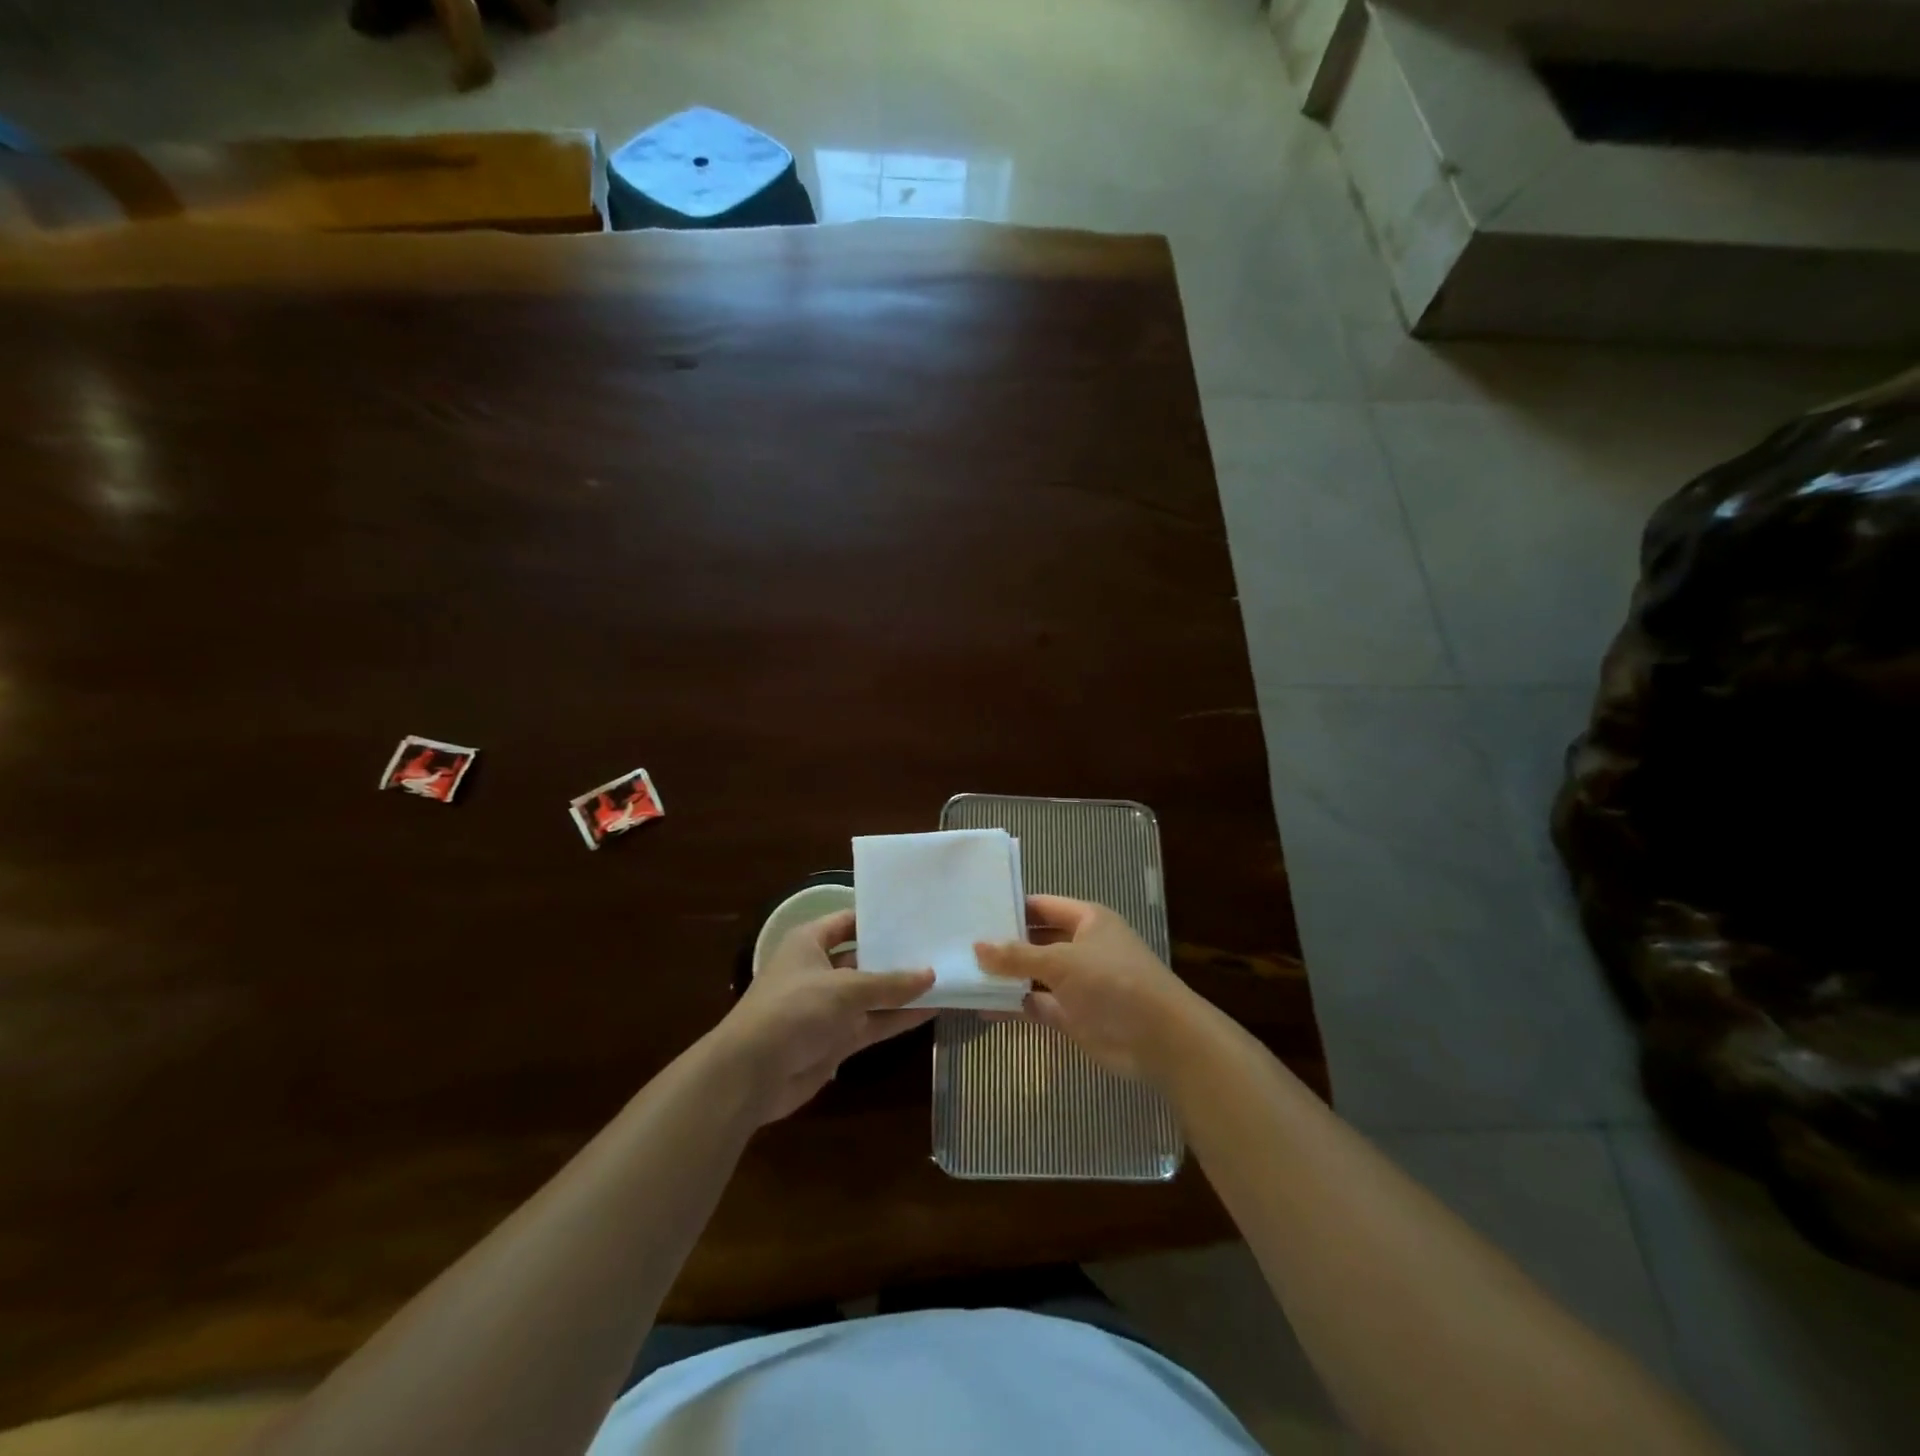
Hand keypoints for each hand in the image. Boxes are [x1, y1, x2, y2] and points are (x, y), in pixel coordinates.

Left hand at [715, 910, 934, 1122]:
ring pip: (872, 993)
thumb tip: (930, 974)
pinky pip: (873, 1022)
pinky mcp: (836, 1039)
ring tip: (944, 977)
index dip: (878, 918)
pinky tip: (931, 1010)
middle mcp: (819, 970)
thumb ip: (889, 983)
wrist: (752, 1073)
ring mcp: (828, 1007)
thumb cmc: (794, 1010)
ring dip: (901, 990)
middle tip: (938, 945)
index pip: (848, 921)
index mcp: (809, 943)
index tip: (915, 915)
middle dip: (896, 955)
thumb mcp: (844, 989)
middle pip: (863, 958)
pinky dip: (897, 1018)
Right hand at [974, 895, 1199, 1080]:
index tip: (975, 910)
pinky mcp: (1073, 1016)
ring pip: (1034, 974)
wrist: (1159, 1039)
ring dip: (1006, 976)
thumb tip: (977, 946)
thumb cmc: (1112, 982)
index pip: (1043, 906)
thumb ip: (1017, 955)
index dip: (1012, 907)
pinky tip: (981, 1005)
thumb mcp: (1061, 961)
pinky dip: (1014, 1005)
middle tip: (960, 942)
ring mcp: (1078, 983)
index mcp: (1088, 920)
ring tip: (963, 972)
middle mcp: (1082, 947)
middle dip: (1004, 944)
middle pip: (1036, 940)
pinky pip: (1037, 1005)